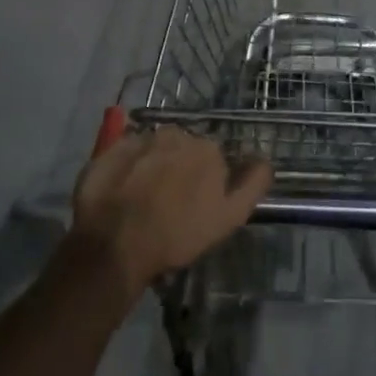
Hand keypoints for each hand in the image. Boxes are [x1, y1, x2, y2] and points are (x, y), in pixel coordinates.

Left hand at [70, 128, 271, 299]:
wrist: (116, 242)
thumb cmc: (177, 234)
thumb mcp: (229, 217)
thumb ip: (253, 184)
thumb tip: (265, 159)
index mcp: (207, 148)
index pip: (212, 158)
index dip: (206, 181)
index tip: (196, 205)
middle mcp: (176, 133)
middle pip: (182, 149)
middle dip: (178, 169)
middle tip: (168, 203)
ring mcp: (141, 138)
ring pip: (154, 149)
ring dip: (152, 166)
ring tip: (142, 199)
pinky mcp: (110, 149)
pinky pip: (125, 153)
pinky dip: (126, 167)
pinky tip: (121, 192)